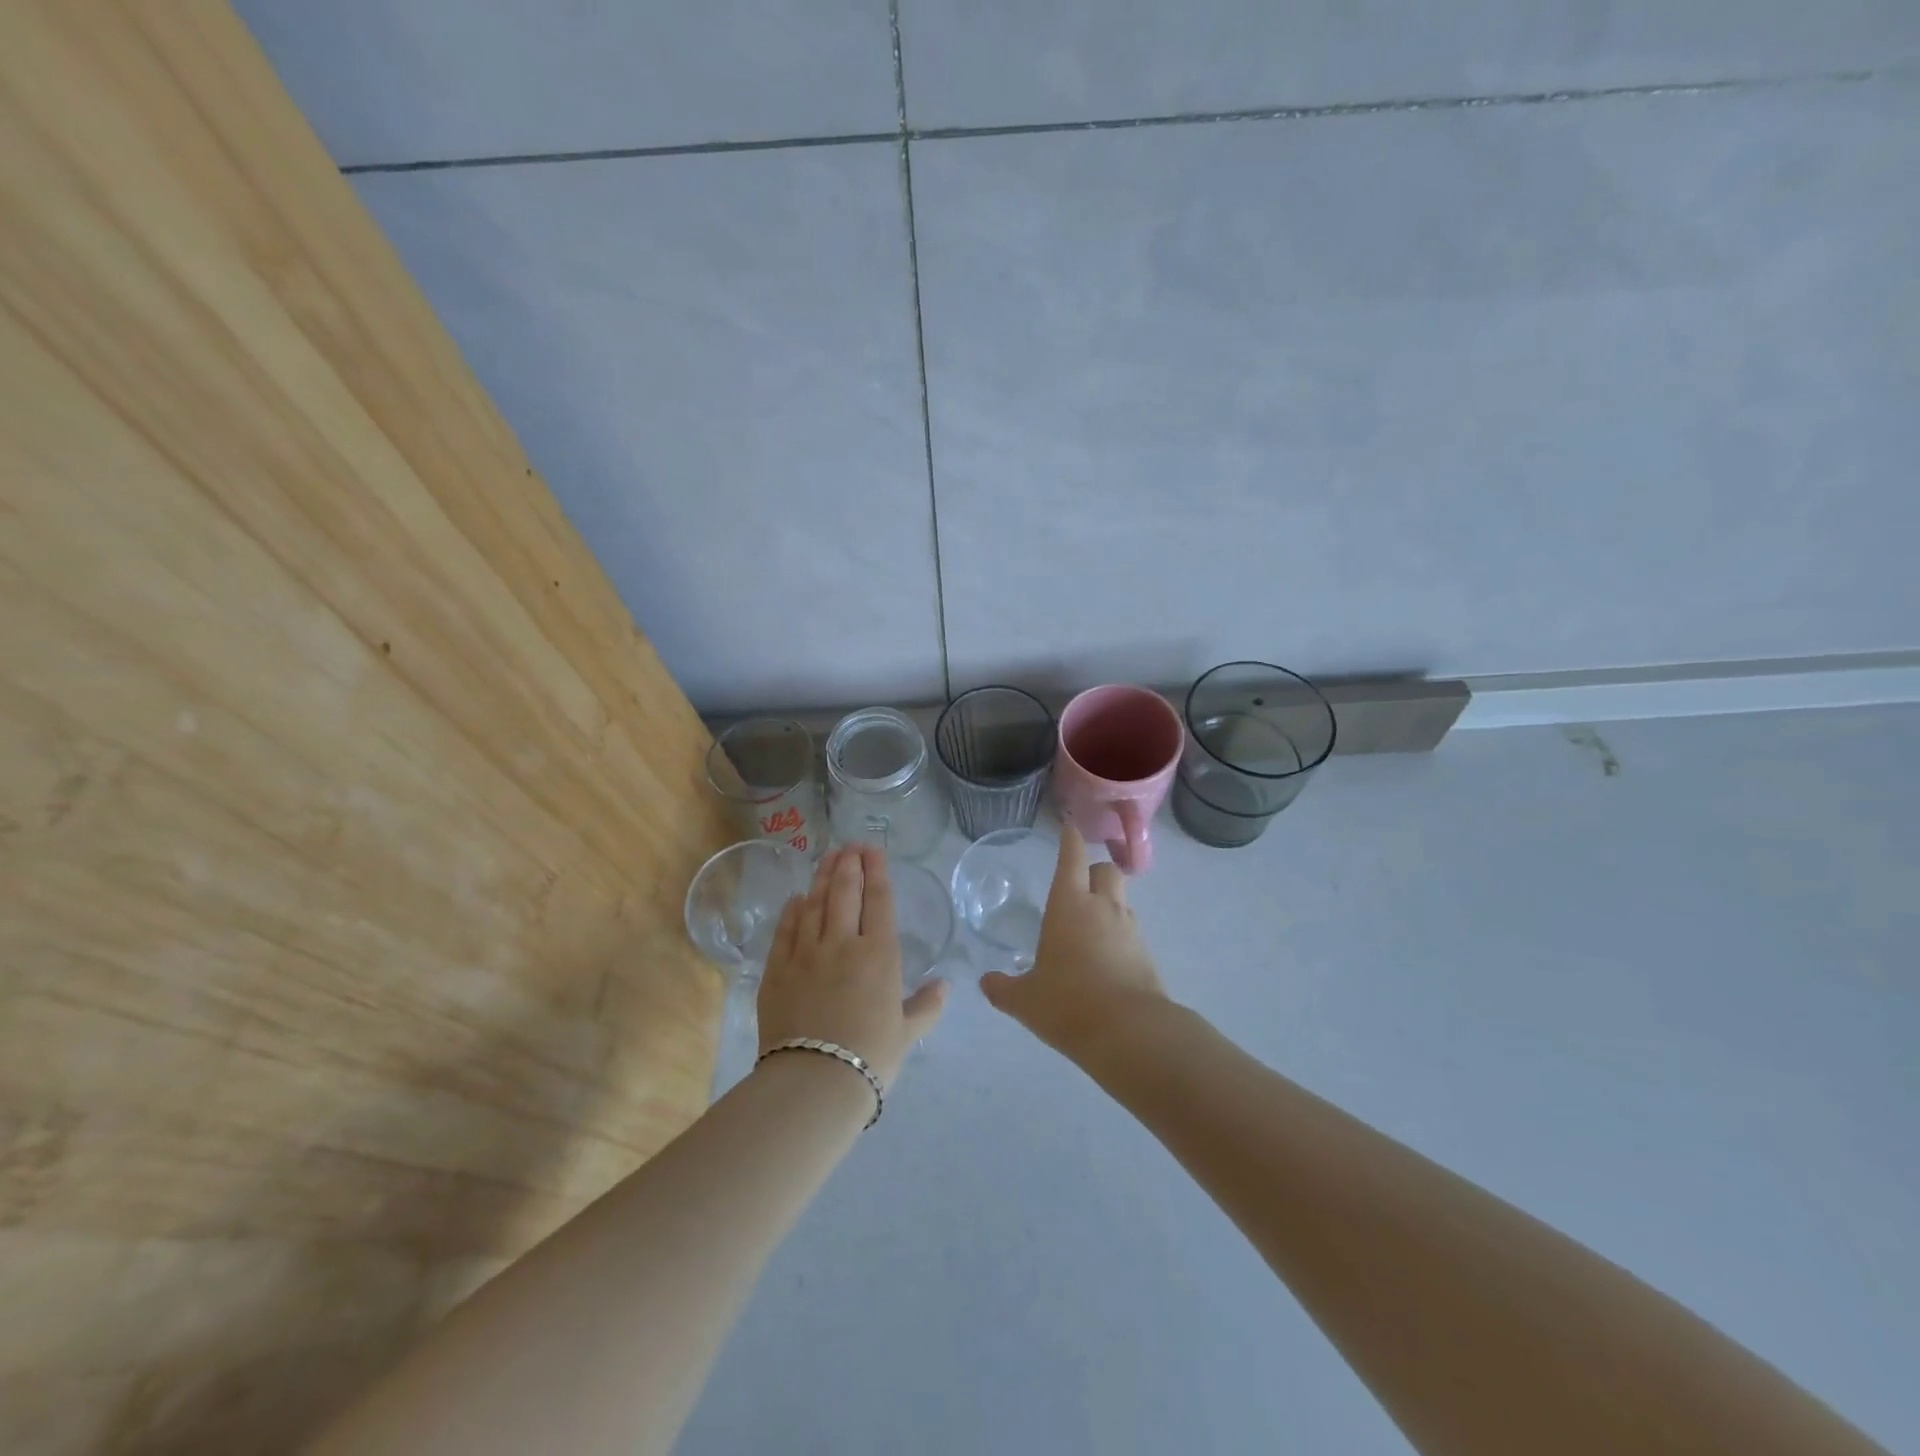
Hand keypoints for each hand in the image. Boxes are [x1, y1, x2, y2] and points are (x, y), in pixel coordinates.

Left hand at [758, 845, 947, 1087]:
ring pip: (815, 904)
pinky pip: (785, 930)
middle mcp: (842, 943)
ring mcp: (806, 953)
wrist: (815, 1081)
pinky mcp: (777, 969)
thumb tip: (945, 986)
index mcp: (879, 954)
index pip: (879, 900)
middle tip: (850, 845)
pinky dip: (792, 910)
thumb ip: (926, 1006)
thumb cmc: (870, 1057)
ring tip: (827, 857)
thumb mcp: (907, 1034)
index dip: (877, 871)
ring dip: (822, 877)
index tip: (873, 850)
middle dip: (849, 864)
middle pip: (845, 892)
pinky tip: (797, 898)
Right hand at [980, 825, 1167, 1057]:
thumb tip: (987, 982)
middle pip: (1107, 869)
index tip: (1069, 827)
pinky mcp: (1146, 953)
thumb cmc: (1068, 1004)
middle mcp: (1102, 907)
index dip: (1070, 839)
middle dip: (1094, 871)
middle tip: (1078, 887)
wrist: (1131, 1033)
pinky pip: (1131, 930)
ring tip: (1090, 927)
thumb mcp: (1025, 1000)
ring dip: (1108, 903)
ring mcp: (1129, 929)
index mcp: (1069, 905)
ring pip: (1122, 899)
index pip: (1072, 858)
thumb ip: (1003, 988)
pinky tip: (1105, 958)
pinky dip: (1118, 934)